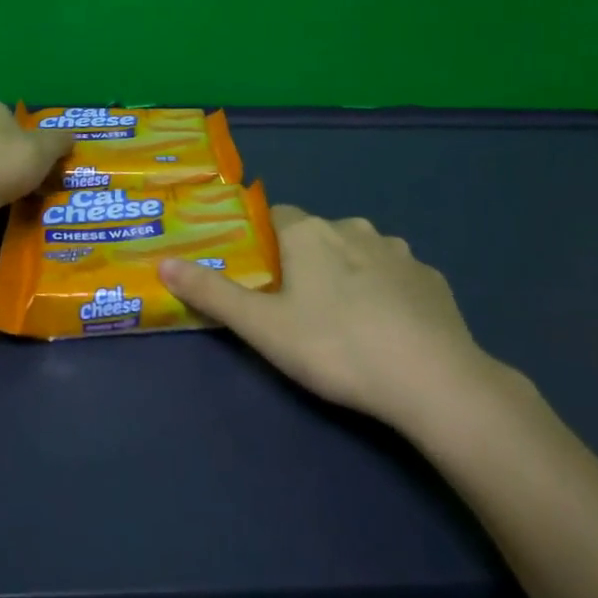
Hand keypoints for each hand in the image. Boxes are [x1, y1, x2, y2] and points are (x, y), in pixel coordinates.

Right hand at [159, 205, 509, 432]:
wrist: (433, 380)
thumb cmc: (336, 346)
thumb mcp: (263, 328)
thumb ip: (212, 293)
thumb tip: (163, 262)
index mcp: (310, 232)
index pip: (275, 217)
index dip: (263, 243)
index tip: (260, 278)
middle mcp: (353, 228)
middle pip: (317, 236)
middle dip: (305, 262)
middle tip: (298, 309)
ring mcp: (398, 251)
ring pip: (359, 253)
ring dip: (348, 275)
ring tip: (345, 323)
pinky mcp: (431, 279)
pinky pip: (397, 277)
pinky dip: (387, 293)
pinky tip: (389, 331)